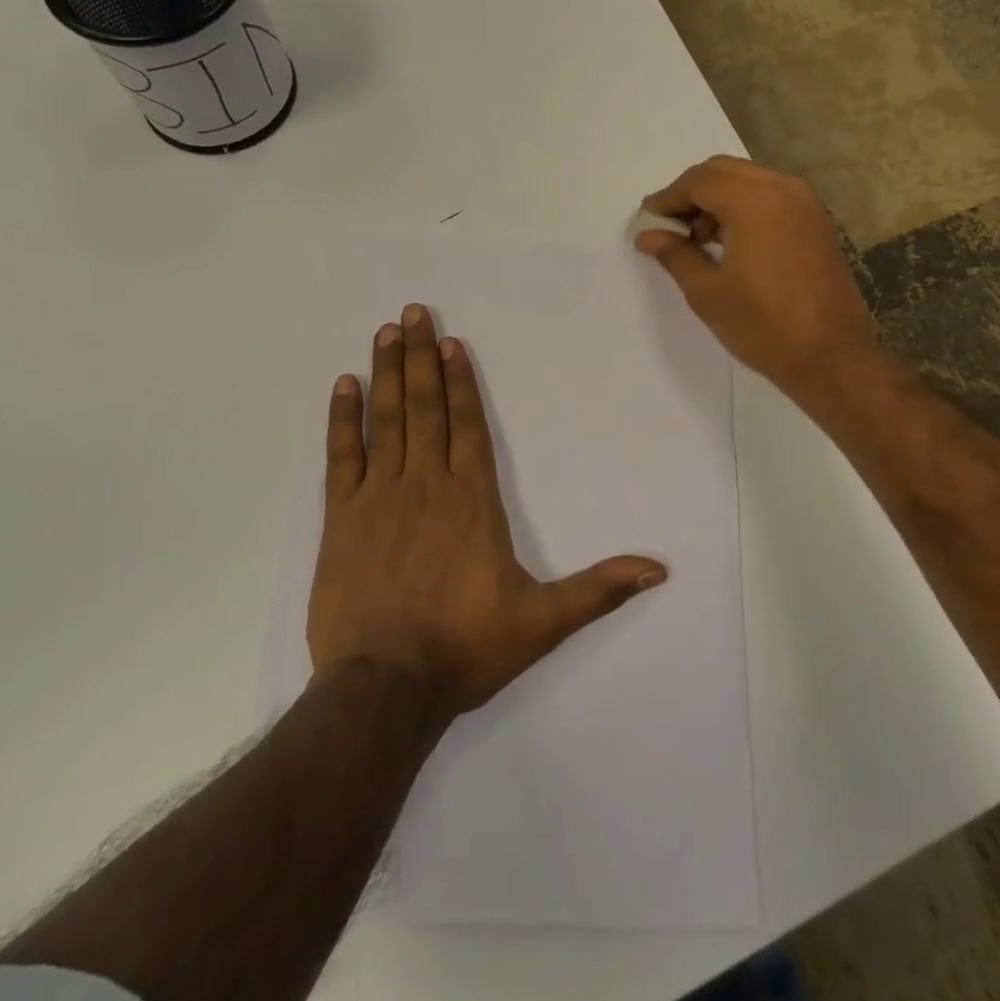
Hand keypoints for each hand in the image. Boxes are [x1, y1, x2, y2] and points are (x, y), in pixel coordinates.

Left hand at [309, 304, 667, 716]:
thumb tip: (658, 569)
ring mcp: (379, 498)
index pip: (468, 426)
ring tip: (385, 333)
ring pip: (386, 421)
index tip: (449, 344)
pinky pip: (343, 457)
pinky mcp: (341, 519)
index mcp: (472, 502)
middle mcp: (427, 486)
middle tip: (412, 313)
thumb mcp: (542, 622)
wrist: (385, 687)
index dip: (460, 382)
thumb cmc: (465, 647)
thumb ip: (598, 589)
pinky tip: (343, 385)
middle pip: (426, 409)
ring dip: (386, 374)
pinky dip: (343, 419)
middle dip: (420, 359)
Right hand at [636, 156, 879, 400]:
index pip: (700, 181)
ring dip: (718, 198)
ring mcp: (806, 204)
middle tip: (669, 224)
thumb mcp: (707, 292)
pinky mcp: (816, 223)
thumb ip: (675, 254)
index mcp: (754, 202)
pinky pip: (772, 197)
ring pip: (749, 181)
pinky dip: (745, 207)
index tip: (648, 217)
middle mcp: (783, 190)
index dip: (669, 197)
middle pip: (725, 171)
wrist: (831, 357)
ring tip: (697, 237)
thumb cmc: (763, 326)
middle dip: (692, 192)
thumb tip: (647, 236)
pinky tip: (729, 241)